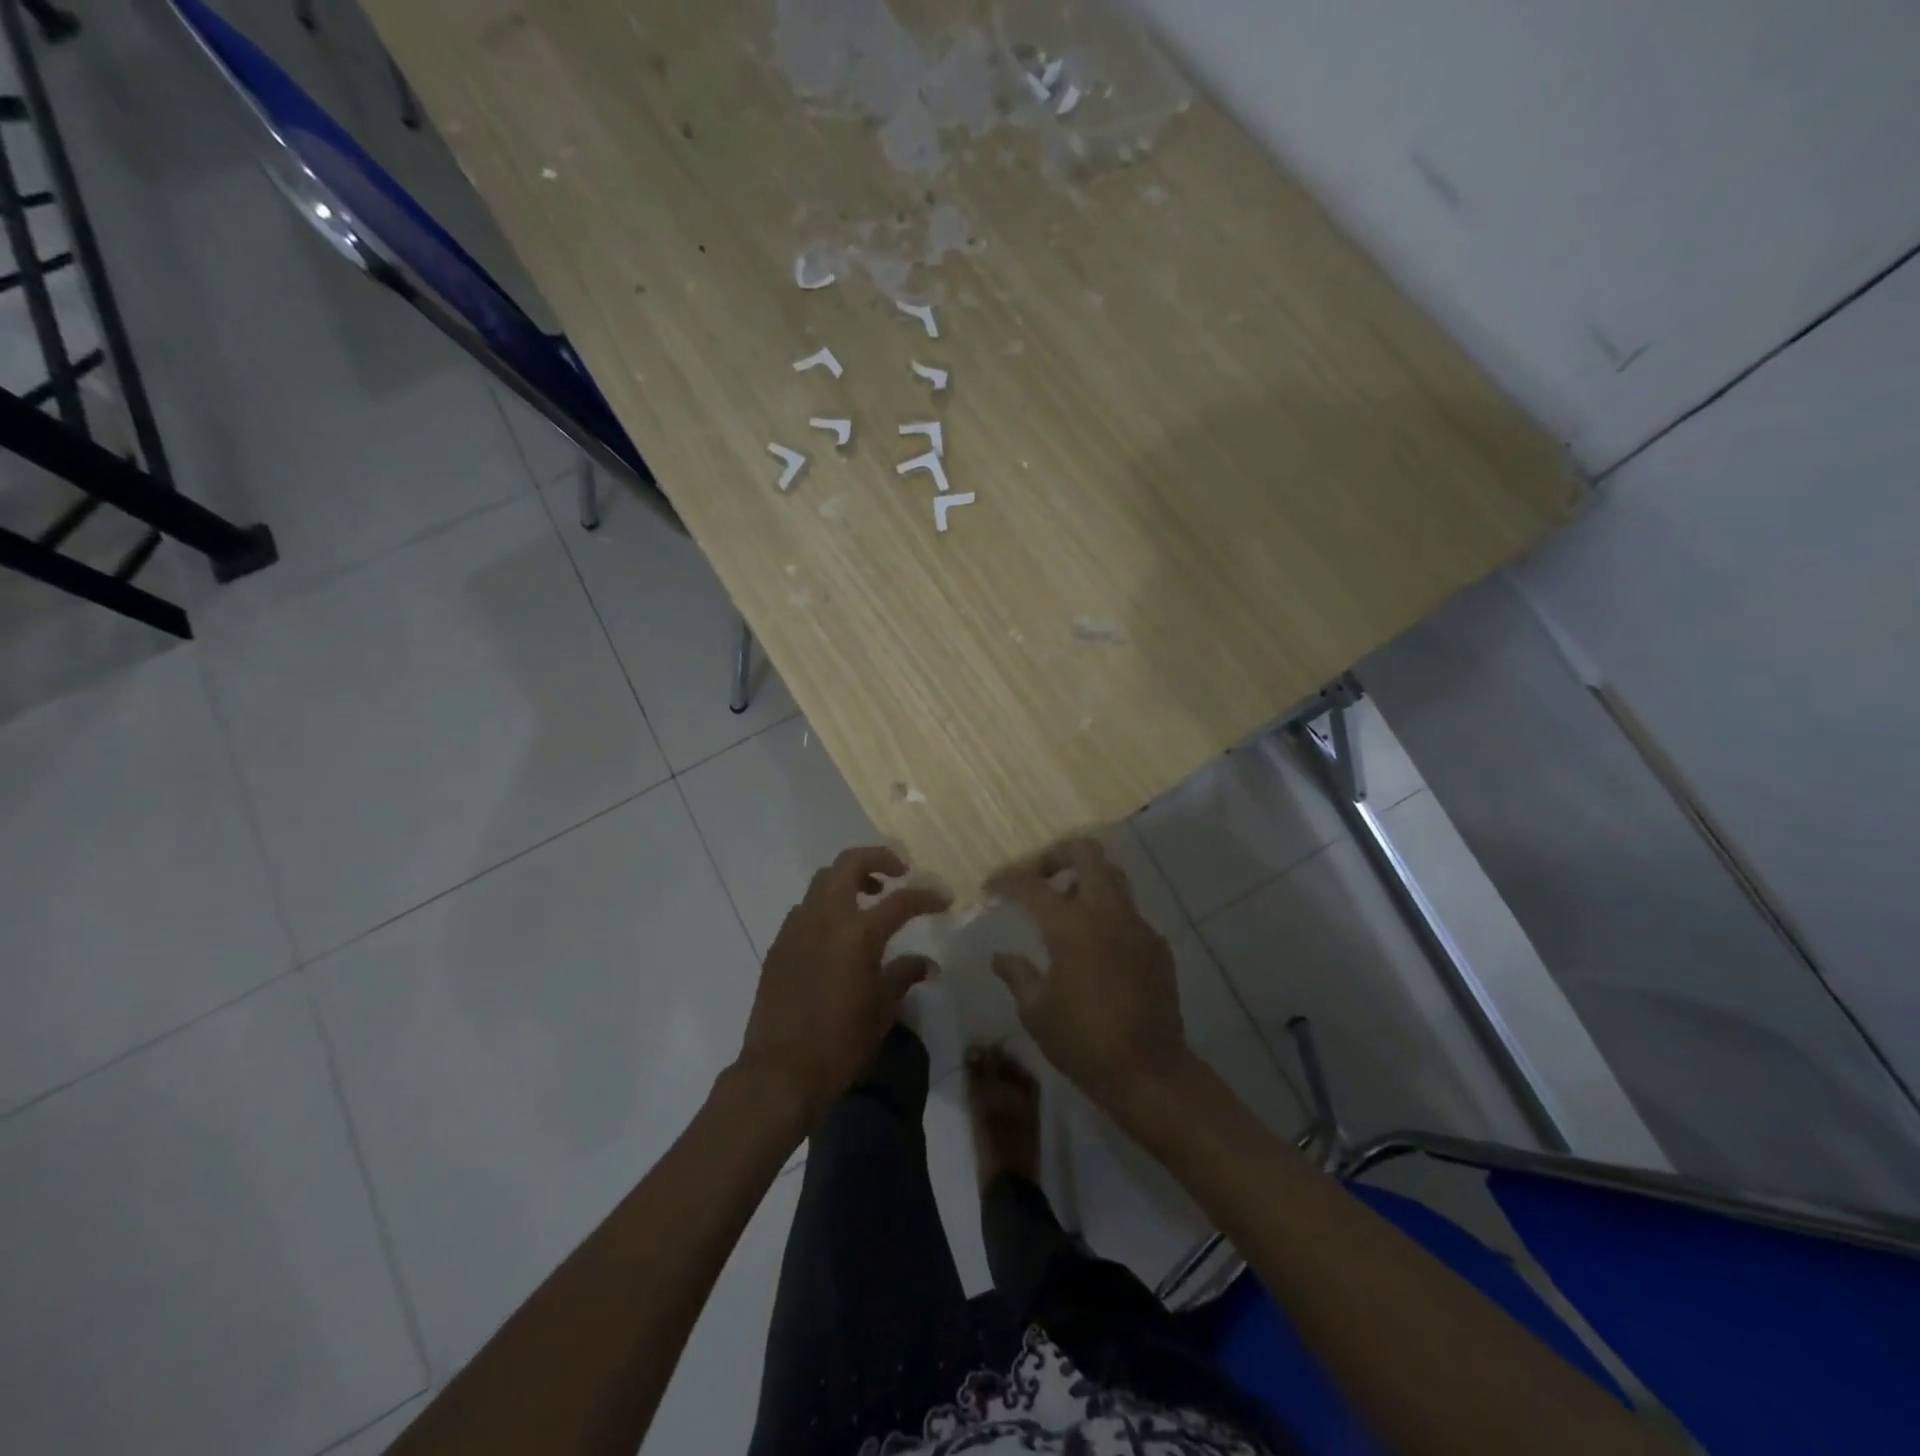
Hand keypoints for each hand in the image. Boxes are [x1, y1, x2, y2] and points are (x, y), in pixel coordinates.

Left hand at [738, 846, 950, 1128]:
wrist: (779, 1072)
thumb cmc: (840, 1044)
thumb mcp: (882, 1010)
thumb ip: (904, 976)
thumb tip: (927, 964)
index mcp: (858, 933)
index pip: (901, 900)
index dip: (927, 897)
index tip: (944, 899)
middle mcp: (825, 918)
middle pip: (850, 863)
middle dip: (879, 858)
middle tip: (899, 873)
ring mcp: (797, 927)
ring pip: (823, 880)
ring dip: (850, 879)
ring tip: (870, 898)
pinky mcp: (779, 943)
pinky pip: (806, 908)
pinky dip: (827, 905)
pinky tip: (838, 932)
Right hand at [987, 837, 1191, 1110]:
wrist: (1149, 1073)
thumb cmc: (1082, 1042)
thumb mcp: (1036, 1011)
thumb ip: (1016, 974)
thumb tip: (1001, 956)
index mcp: (1071, 926)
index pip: (1032, 884)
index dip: (1007, 879)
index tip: (991, 886)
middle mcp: (1107, 913)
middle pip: (1087, 853)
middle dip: (1057, 855)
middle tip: (1039, 878)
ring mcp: (1137, 925)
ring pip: (1113, 876)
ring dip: (1086, 879)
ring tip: (1066, 906)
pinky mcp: (1157, 944)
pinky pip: (1129, 911)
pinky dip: (1108, 912)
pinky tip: (1096, 945)